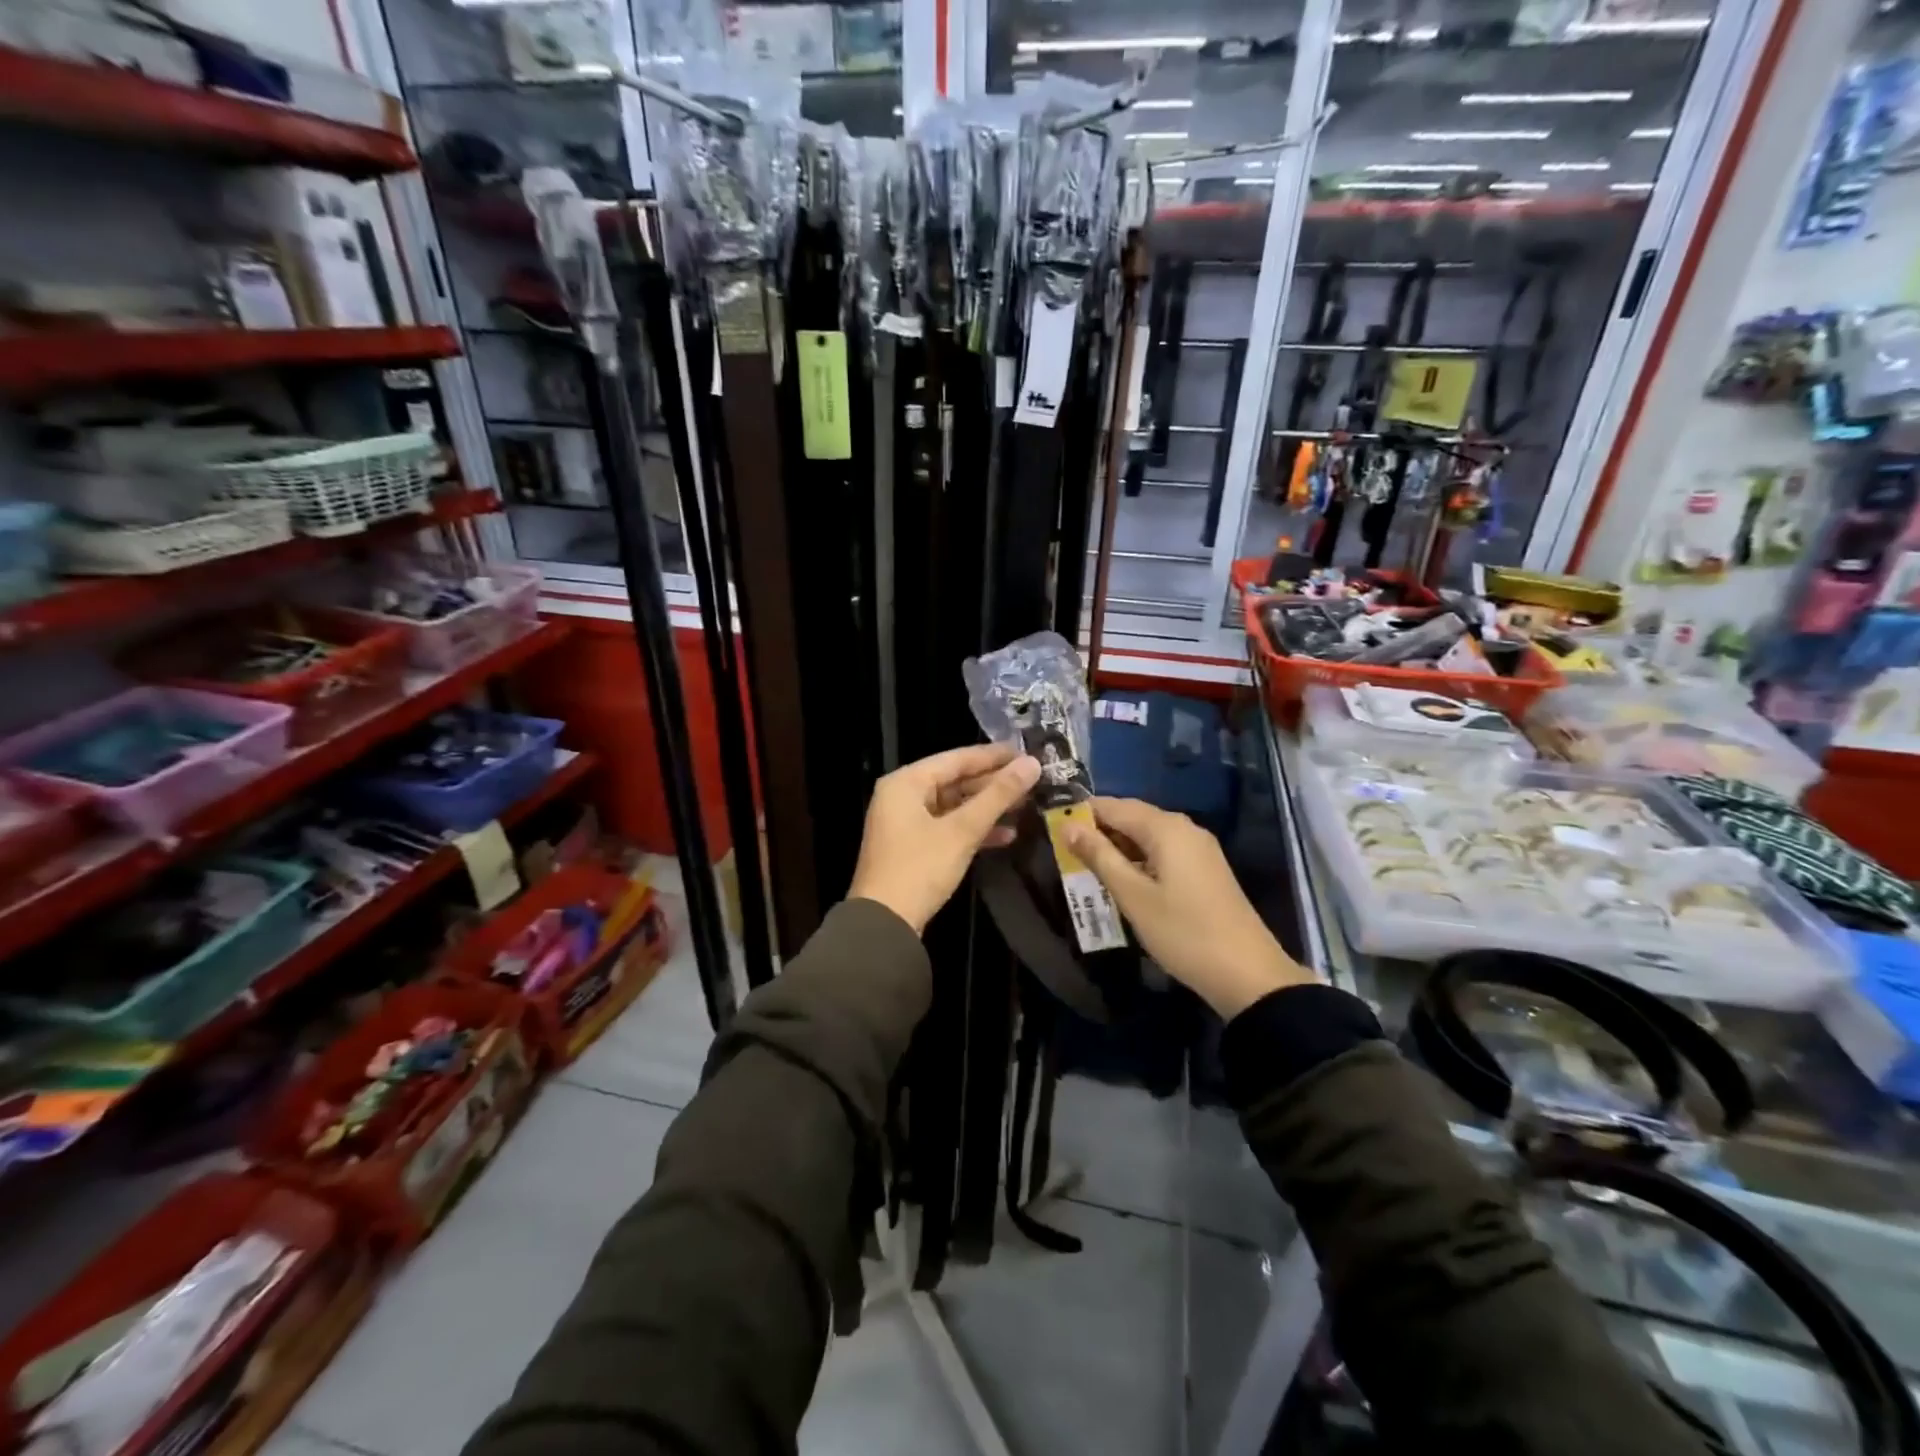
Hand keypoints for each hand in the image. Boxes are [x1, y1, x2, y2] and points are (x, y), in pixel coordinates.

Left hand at [849, 744, 1040, 933]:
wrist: (884, 924)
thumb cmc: (920, 868)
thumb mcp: (962, 830)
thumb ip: (998, 796)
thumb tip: (1032, 764)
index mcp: (906, 782)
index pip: (956, 758)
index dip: (994, 756)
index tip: (1027, 753)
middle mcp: (902, 796)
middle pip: (954, 781)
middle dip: (993, 784)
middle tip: (1032, 781)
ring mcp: (906, 823)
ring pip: (954, 805)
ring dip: (987, 807)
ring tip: (1026, 805)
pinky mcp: (913, 847)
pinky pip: (948, 827)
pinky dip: (974, 829)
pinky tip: (1006, 835)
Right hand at [1064, 796, 1309, 1016]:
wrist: (1247, 974)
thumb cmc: (1183, 932)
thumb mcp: (1133, 896)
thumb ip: (1100, 857)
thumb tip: (1069, 826)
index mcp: (1166, 827)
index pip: (1113, 805)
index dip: (1082, 814)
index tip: (1053, 829)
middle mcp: (1184, 828)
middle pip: (1132, 817)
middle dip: (1098, 832)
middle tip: (1065, 854)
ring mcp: (1199, 849)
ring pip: (1147, 836)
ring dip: (1117, 848)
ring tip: (1087, 869)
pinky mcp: (1205, 870)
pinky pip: (1163, 852)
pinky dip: (1139, 860)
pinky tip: (1122, 882)